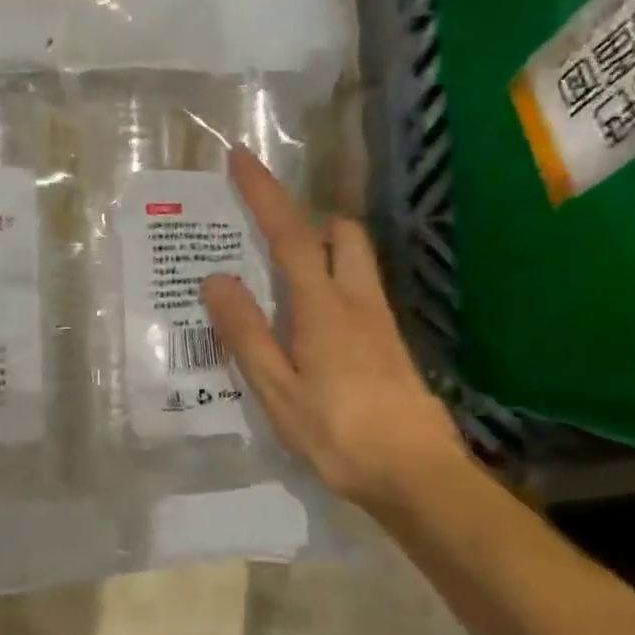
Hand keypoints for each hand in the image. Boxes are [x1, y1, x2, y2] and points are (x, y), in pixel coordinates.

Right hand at [200, 148, 468, 510]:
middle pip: (342, 234)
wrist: (419, 477)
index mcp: (324, 307)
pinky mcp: (391, 345)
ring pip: (356, 261)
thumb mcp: (278, 390)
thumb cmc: (339, 434)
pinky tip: (312, 322)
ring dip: (324, 248)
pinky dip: (333, 282)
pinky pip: (359, 292)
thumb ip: (246, 333)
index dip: (265, 193)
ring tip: (283, 276)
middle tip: (270, 232)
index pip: (292, 235)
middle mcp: (358, 302)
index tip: (241, 157)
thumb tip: (215, 278)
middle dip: (309, 217)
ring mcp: (381, 323)